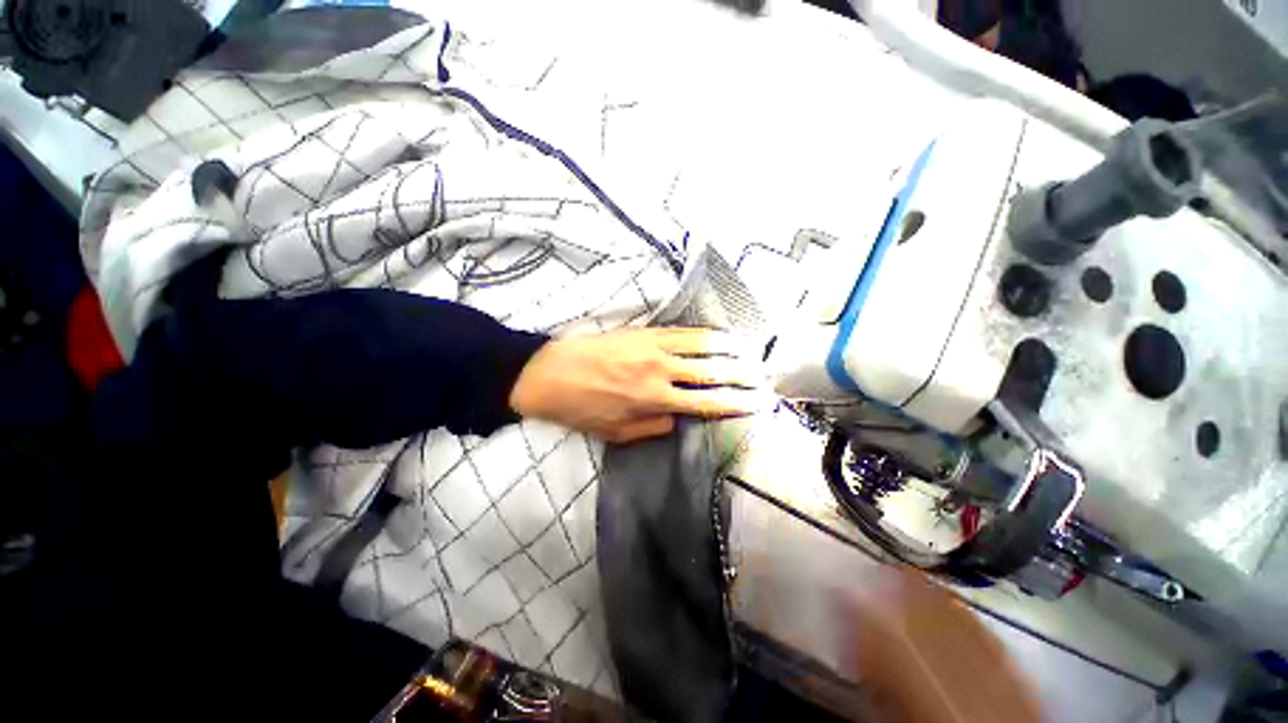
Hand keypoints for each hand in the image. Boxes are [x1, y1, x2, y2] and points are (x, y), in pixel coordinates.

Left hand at [509, 327, 772, 442]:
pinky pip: (682, 330)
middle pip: (712, 371)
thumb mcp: (617, 432)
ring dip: (729, 348)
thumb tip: (679, 419)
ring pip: (701, 345)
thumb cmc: (581, 408)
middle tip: (763, 376)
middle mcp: (660, 371)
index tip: (757, 402)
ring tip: (751, 351)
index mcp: (654, 400)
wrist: (549, 373)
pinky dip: (705, 333)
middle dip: (741, 374)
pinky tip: (718, 335)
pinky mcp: (644, 331)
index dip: (735, 402)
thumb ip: (653, 427)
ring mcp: (653, 346)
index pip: (706, 402)